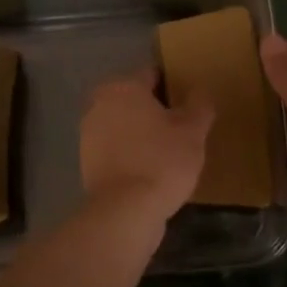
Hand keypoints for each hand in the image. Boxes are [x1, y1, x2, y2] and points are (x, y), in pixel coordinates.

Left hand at [79, 71, 214, 225]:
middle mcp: (99, 103)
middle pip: (135, 99)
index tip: (190, 104)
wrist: (125, 211)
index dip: (174, 86)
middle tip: (181, 129)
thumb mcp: (193, 131)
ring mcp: (88, 133)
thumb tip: (200, 90)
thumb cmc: (162, 161)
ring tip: (168, 152)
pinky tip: (150, 170)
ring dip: (141, 132)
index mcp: (123, 87)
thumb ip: (199, 105)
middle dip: (156, 110)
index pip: (153, 75)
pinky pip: (115, 148)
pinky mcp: (86, 161)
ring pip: (123, 124)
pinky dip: (130, 153)